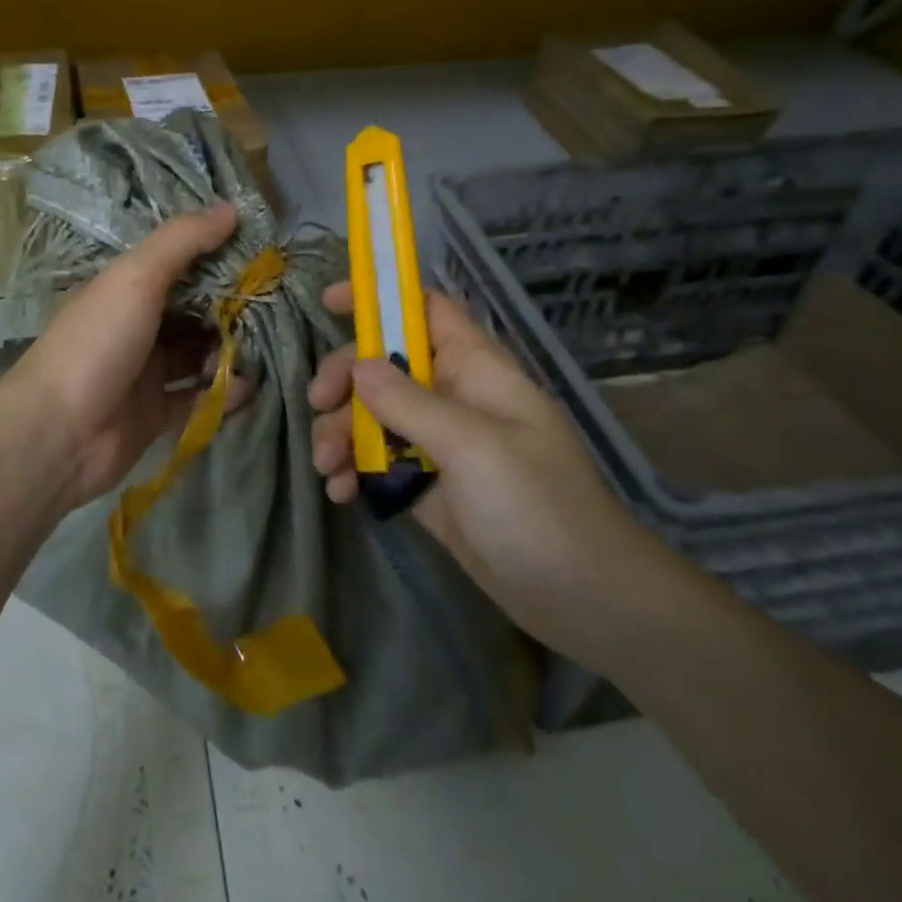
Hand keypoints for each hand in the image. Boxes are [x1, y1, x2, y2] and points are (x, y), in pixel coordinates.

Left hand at [7, 203, 247, 507]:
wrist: (57, 435)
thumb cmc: (96, 344)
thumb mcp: (136, 278)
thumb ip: (183, 241)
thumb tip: (231, 208)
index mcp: (126, 288)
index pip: (179, 264)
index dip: (217, 258)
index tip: (261, 255)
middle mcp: (137, 325)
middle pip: (194, 310)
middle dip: (231, 310)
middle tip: (272, 307)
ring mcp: (146, 371)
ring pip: (200, 354)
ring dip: (230, 352)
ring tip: (260, 351)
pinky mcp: (157, 413)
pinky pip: (199, 397)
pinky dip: (222, 393)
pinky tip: (245, 388)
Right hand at [308, 282, 659, 655]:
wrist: (584, 600)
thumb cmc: (537, 506)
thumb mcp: (472, 446)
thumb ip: (410, 402)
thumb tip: (358, 365)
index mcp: (476, 369)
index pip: (426, 311)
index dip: (381, 300)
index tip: (330, 303)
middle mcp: (454, 397)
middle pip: (385, 365)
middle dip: (345, 380)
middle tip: (317, 405)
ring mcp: (441, 443)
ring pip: (375, 415)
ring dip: (341, 433)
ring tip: (326, 467)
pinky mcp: (429, 485)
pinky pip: (379, 461)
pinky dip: (355, 470)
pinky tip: (340, 492)